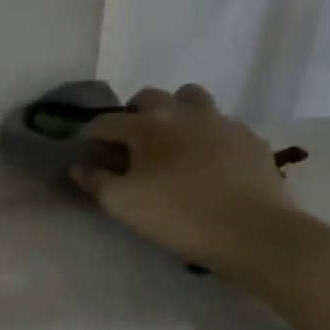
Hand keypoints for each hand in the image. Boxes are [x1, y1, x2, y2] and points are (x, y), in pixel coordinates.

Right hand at [73, 85, 292, 275]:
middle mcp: (183, 113)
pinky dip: (207, 134)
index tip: (82, 149)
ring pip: (191, 99)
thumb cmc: (177, 217)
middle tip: (129, 142)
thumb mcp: (123, 205)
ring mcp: (221, 121)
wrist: (252, 232)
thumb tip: (78, 166)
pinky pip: (221, 124)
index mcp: (147, 126)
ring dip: (175, 112)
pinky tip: (207, 161)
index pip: (106, 121)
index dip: (89, 134)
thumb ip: (95, 182)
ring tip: (171, 141)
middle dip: (133, 114)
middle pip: (150, 97)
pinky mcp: (249, 138)